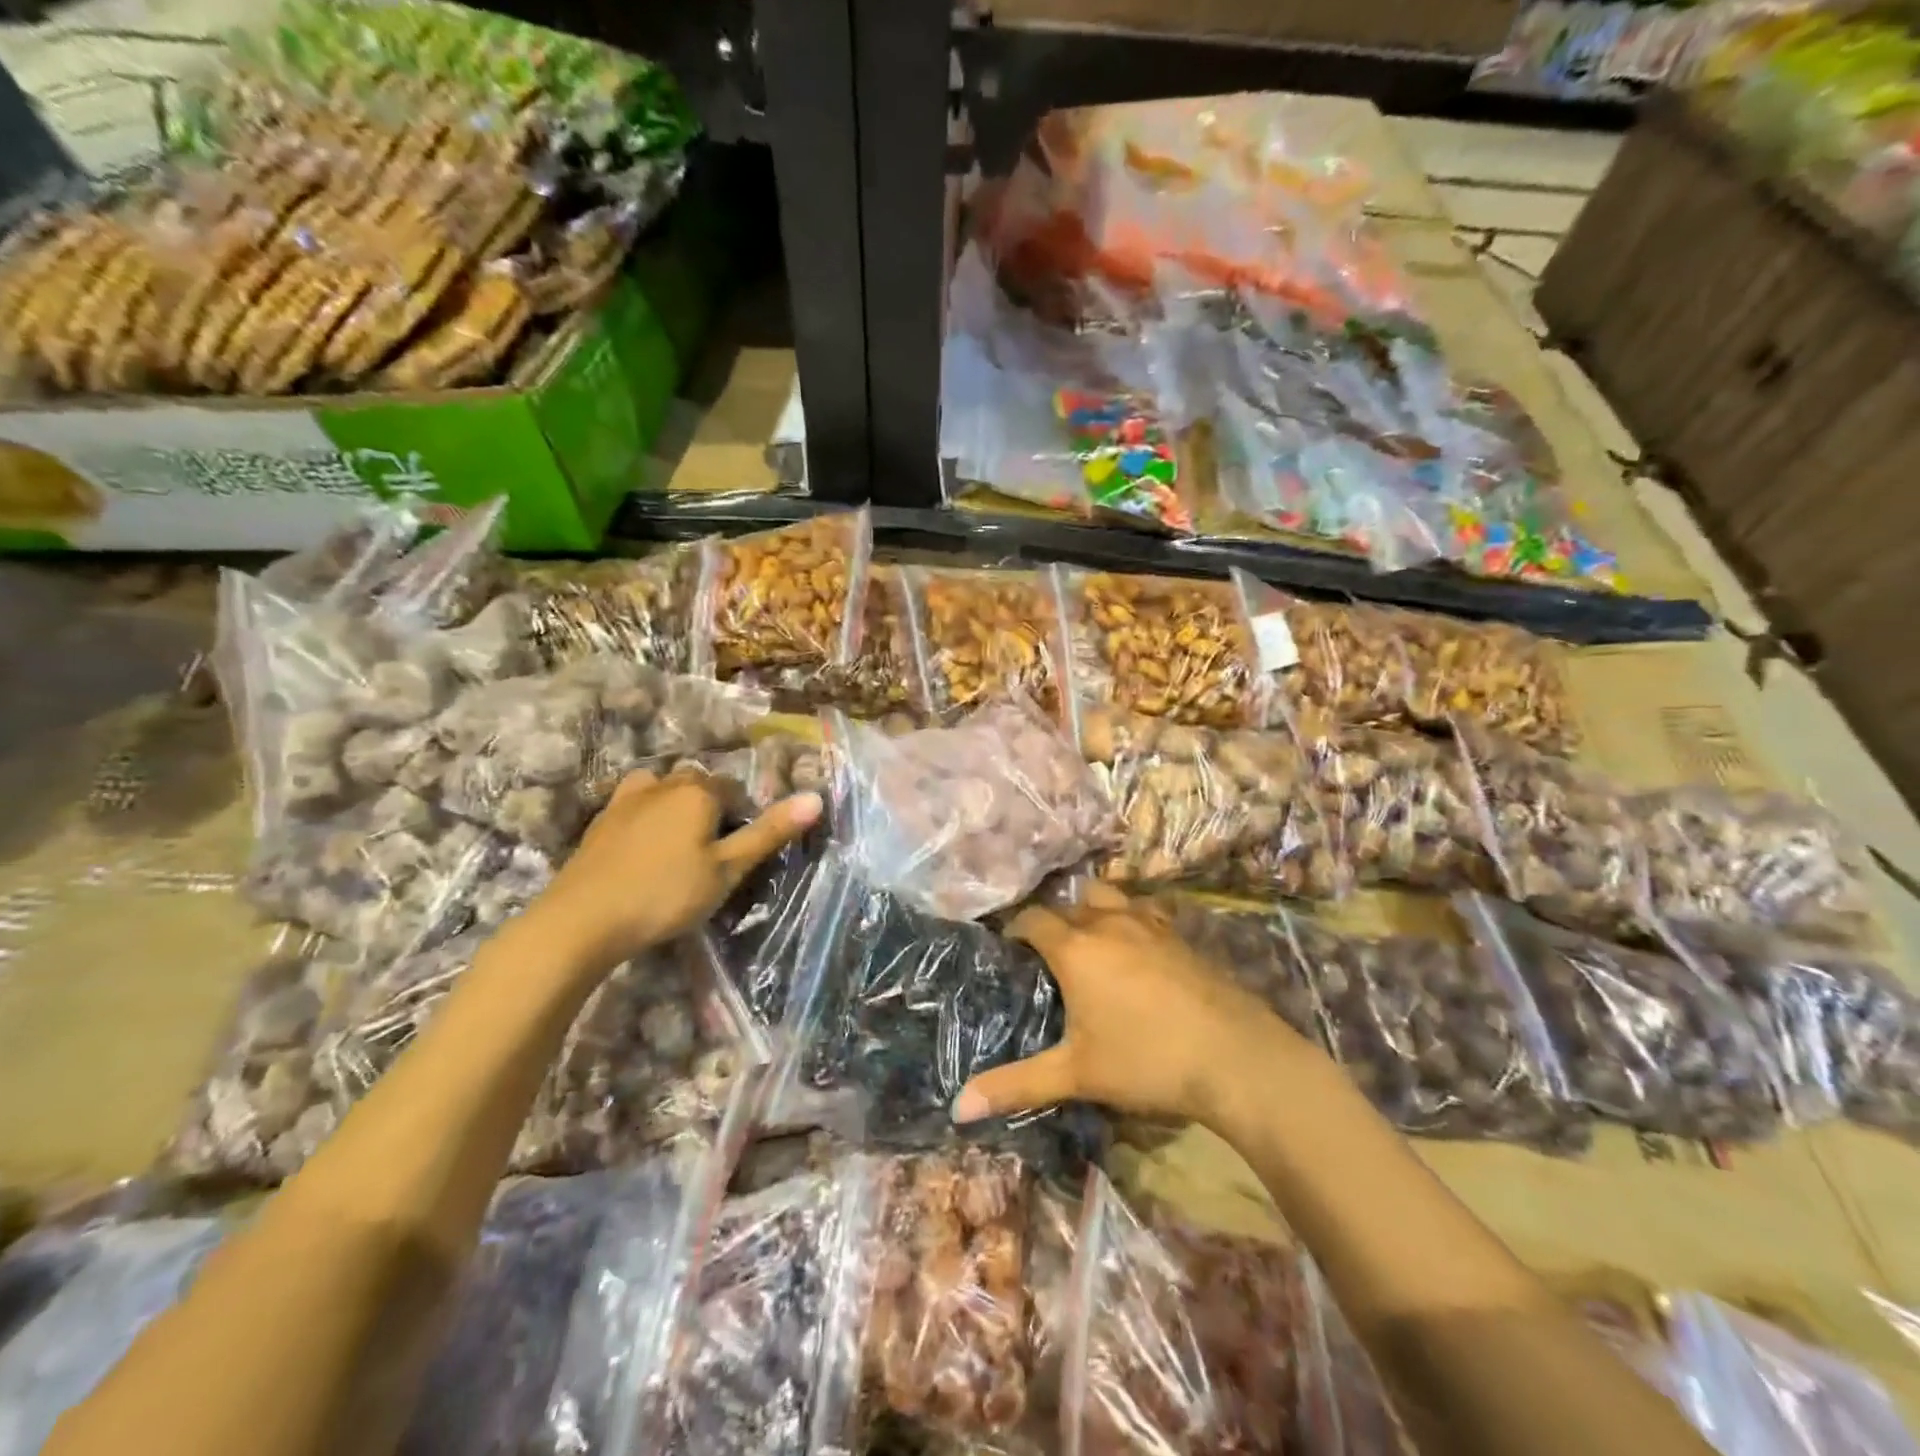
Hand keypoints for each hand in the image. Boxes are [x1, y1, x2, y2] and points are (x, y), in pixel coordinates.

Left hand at [520, 769, 820, 974]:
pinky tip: (643, 850)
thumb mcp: (728, 870)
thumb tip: (816, 798)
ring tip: (678, 844)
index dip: (743, 818)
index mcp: (698, 791)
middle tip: (711, 854)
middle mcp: (663, 784)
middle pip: (698, 784)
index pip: (734, 790)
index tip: (738, 854)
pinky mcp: (600, 820)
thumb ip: (769, 833)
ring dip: (675, 806)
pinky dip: (646, 818)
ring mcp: (626, 799)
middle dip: (711, 808)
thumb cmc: (666, 895)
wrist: (582, 920)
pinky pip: (634, 805)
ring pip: (663, 789)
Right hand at [953, 885, 1312, 1129]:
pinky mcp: (1178, 934)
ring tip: (1089, 939)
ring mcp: (1148, 923)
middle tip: (1047, 955)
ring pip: (1107, 895)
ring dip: (1091, 908)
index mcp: (1075, 948)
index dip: (1015, 929)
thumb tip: (957, 1108)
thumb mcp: (1075, 1075)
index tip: (1009, 950)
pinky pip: (1143, 910)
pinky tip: (1136, 946)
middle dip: (1052, 921)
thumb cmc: (1146, 1061)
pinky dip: (1129, 917)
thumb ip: (1016, 1085)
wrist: (1235, 1056)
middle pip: (1068, 903)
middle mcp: (1107, 922)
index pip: (1032, 919)